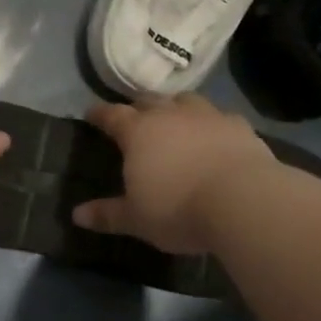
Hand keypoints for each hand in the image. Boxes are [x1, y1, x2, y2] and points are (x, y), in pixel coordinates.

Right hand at [72, 94, 275, 254]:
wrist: (243, 200)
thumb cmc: (179, 209)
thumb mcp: (137, 219)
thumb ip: (107, 214)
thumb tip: (76, 215)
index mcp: (138, 132)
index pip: (112, 115)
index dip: (99, 114)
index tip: (91, 113)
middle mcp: (169, 115)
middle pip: (148, 100)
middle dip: (137, 107)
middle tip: (134, 117)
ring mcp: (206, 116)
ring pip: (185, 100)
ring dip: (175, 107)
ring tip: (174, 119)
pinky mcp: (238, 126)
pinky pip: (219, 117)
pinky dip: (211, 123)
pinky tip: (214, 136)